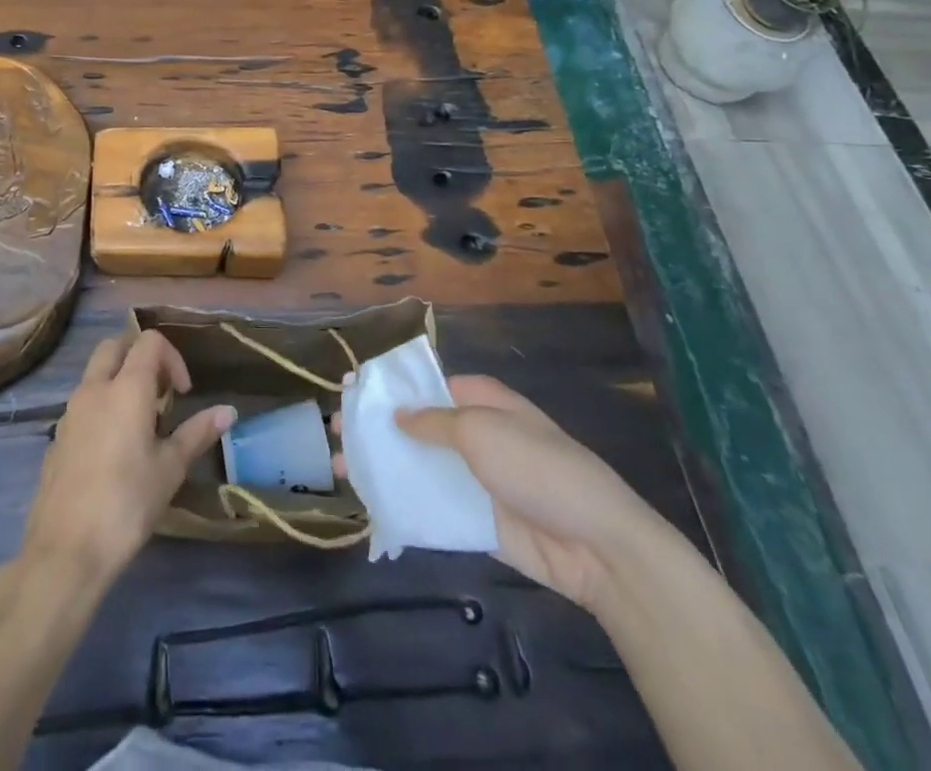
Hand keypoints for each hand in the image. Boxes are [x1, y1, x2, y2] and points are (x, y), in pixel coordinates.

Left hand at [21, 331, 235, 583]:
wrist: (66, 549)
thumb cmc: (127, 503)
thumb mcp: (171, 469)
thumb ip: (197, 432)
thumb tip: (228, 411)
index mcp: (126, 388)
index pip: (149, 341)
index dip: (172, 357)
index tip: (182, 393)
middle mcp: (94, 389)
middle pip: (115, 346)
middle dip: (140, 357)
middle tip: (159, 393)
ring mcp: (70, 411)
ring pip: (95, 373)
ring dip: (118, 380)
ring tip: (139, 422)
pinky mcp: (57, 436)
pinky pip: (82, 403)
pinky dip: (101, 406)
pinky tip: (113, 449)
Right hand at [340, 375, 672, 611]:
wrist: (595, 545)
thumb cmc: (538, 468)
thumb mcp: (481, 430)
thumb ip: (433, 422)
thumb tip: (397, 414)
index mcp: (480, 401)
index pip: (426, 386)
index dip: (389, 388)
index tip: (350, 391)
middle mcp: (475, 435)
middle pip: (416, 426)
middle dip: (377, 428)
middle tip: (335, 432)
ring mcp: (475, 479)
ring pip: (419, 466)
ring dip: (383, 466)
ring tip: (341, 469)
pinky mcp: (476, 519)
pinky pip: (432, 506)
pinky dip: (403, 503)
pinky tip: (369, 504)